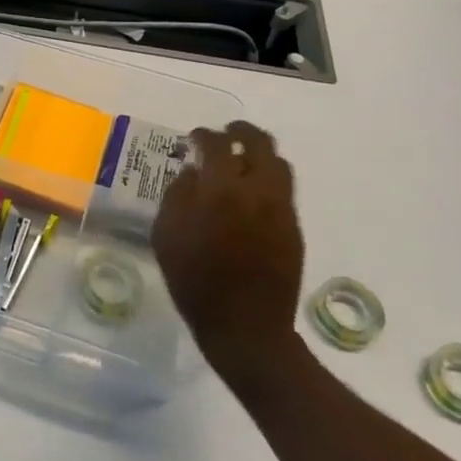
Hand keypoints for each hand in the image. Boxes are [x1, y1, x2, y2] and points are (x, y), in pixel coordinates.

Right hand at [152, 122, 304, 390]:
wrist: (246, 328)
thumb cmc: (196, 282)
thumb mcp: (166, 237)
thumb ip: (177, 196)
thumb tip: (192, 173)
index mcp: (221, 190)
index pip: (216, 145)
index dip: (204, 135)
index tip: (195, 138)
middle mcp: (257, 191)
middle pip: (258, 143)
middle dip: (241, 132)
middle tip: (227, 133)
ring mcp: (281, 208)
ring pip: (278, 163)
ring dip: (259, 154)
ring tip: (243, 160)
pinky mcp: (294, 227)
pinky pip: (284, 189)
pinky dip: (268, 179)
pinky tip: (252, 193)